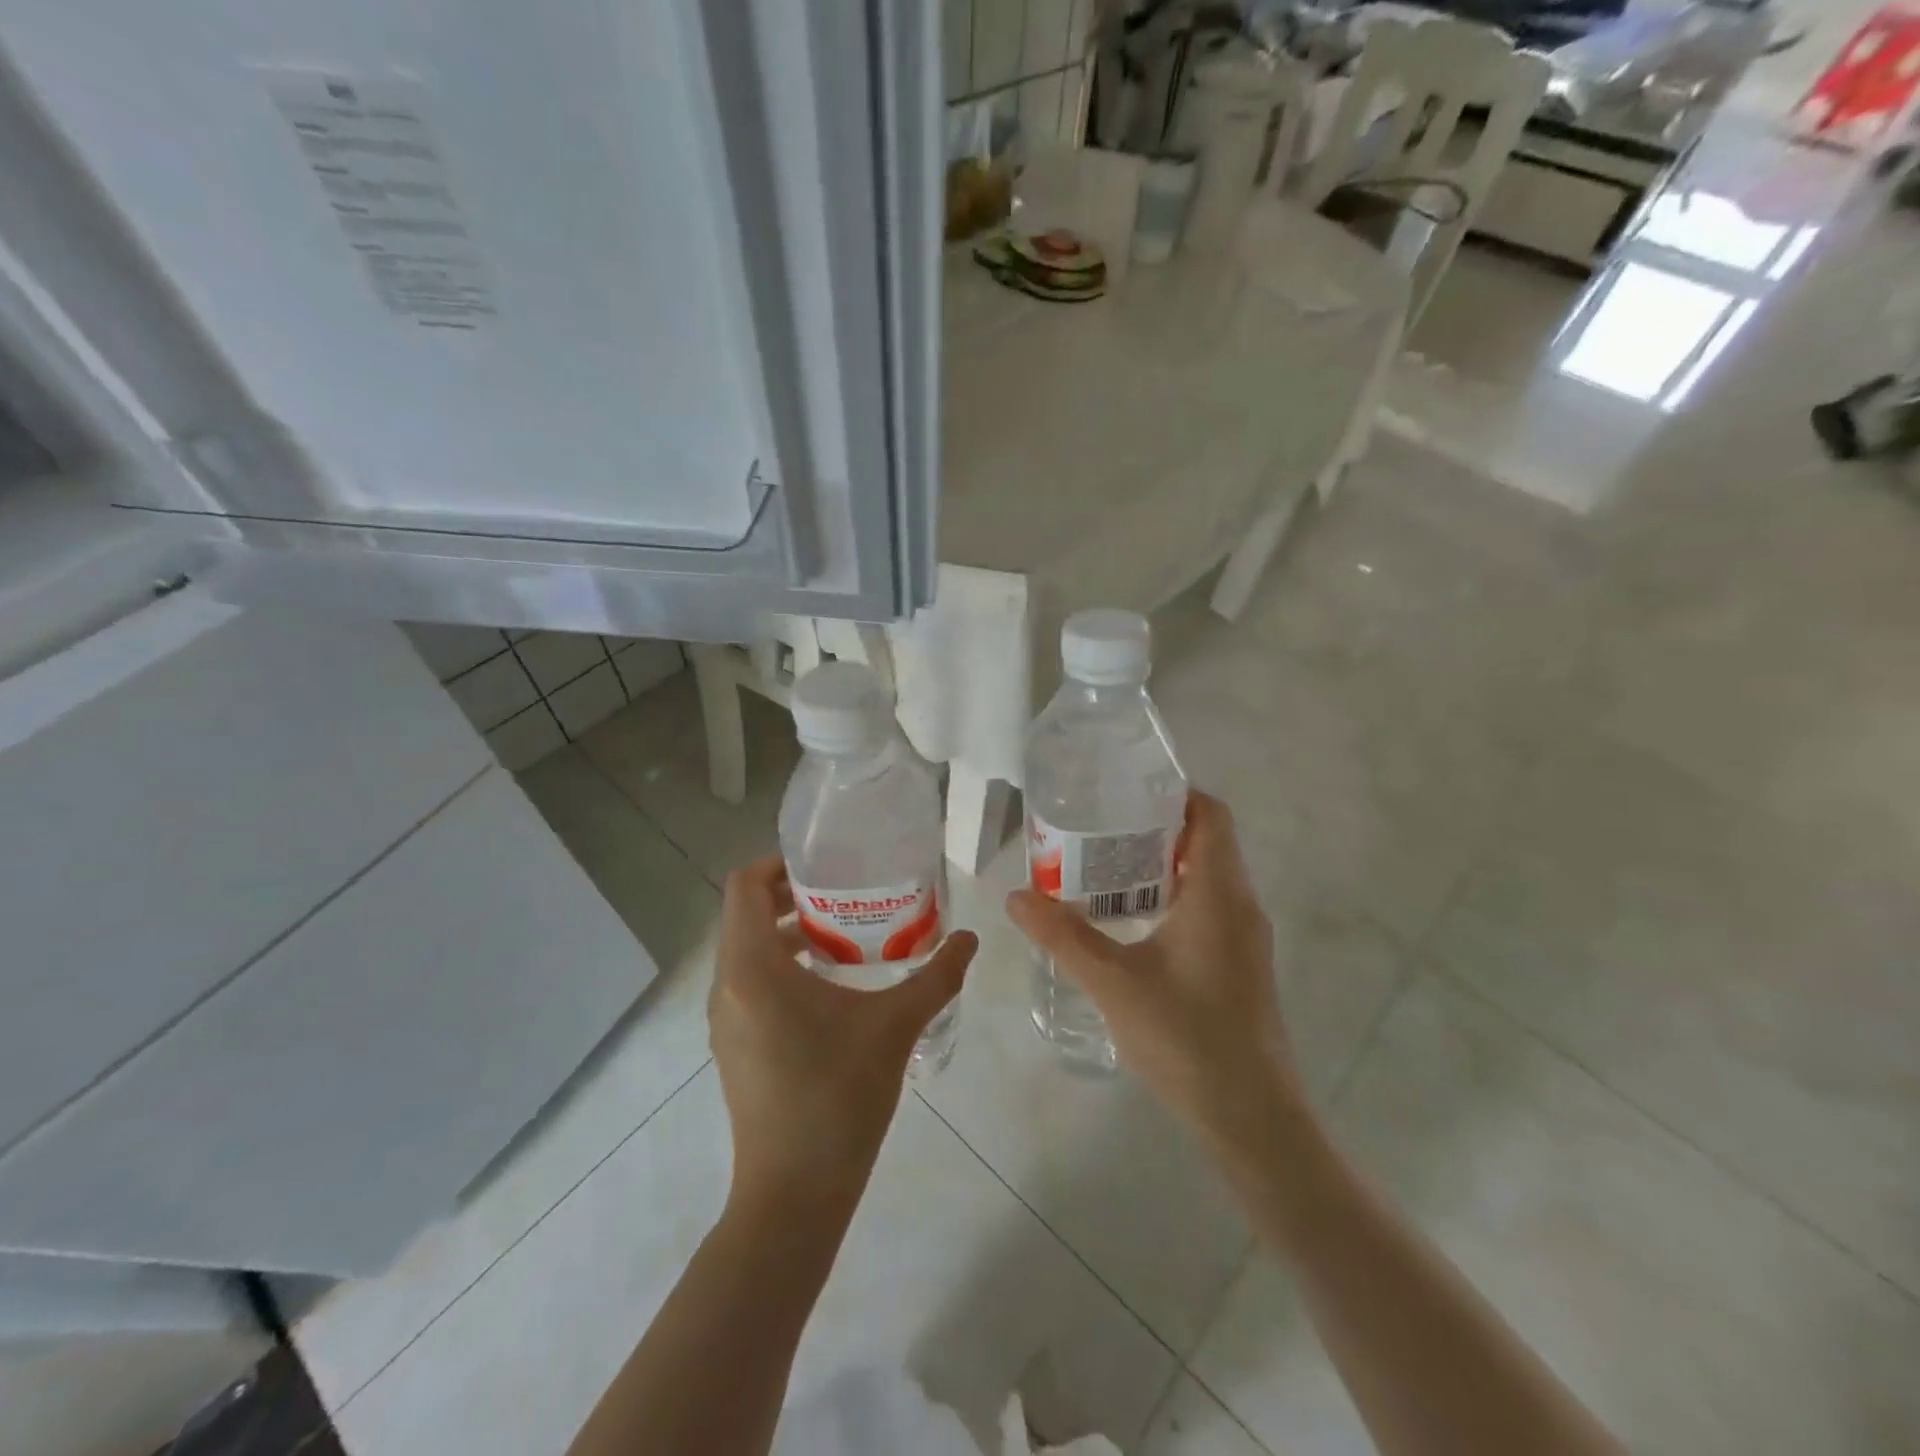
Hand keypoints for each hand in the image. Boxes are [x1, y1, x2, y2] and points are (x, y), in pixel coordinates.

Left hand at [709, 858, 976, 1211]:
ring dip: (786, 932)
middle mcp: (728, 986)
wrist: (794, 1195)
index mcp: (752, 968)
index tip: (824, 864)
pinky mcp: (734, 1046)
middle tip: (844, 892)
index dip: (777, 863)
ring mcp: (726, 1020)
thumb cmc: (838, 1097)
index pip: (743, 887)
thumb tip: (970, 938)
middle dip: (789, 895)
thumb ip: (937, 976)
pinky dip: (780, 966)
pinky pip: (749, 983)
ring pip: (746, 951)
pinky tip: (830, 985)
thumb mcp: (895, 1027)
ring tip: (842, 934)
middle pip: (744, 915)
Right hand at [1006, 793, 1303, 1149]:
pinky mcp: (1239, 967)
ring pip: (1205, 879)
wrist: (1252, 1119)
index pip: (1210, 815)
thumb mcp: (1113, 982)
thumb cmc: (1187, 1038)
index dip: (1173, 794)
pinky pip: (1206, 910)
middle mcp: (1240, 906)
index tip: (1123, 792)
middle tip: (1097, 829)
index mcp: (1218, 893)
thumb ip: (1063, 935)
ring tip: (1103, 870)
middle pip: (1204, 842)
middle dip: (1153, 829)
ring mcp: (1244, 939)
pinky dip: (1170, 900)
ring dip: (1160, 868)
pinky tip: (1128, 923)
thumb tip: (1015, 896)